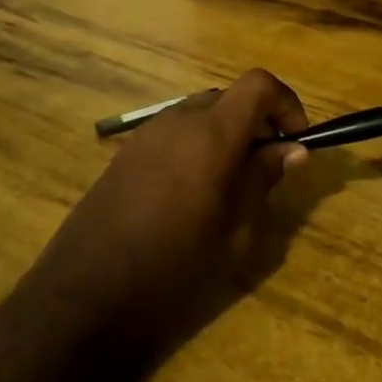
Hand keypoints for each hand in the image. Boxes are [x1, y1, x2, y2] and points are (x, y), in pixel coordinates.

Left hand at [27, 70, 308, 352]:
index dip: (285, 102)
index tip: (295, 139)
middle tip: (266, 165)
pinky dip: (195, 143)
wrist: (85, 296)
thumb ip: (262, 179)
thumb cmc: (173, 268)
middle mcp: (179, 120)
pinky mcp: (126, 153)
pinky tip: (191, 191)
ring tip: (230, 182)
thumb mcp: (233, 231)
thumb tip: (292, 149)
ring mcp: (147, 133)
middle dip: (256, 120)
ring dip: (225, 132)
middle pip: (229, 97)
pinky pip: (173, 131)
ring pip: (200, 112)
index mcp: (212, 134)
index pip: (258, 84)